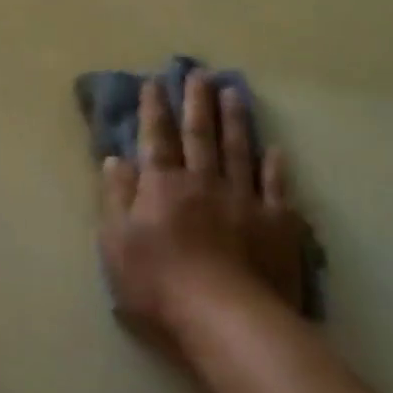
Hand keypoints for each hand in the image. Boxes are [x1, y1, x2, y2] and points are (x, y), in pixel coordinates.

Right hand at [99, 72, 310, 345]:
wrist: (226, 319)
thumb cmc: (159, 285)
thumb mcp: (117, 244)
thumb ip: (116, 198)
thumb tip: (115, 159)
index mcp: (163, 186)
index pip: (156, 139)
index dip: (154, 110)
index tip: (155, 82)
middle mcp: (204, 182)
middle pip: (199, 135)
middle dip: (197, 102)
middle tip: (199, 73)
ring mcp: (244, 200)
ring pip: (238, 150)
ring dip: (235, 120)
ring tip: (234, 92)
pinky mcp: (277, 224)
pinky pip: (277, 188)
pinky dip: (275, 167)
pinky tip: (276, 150)